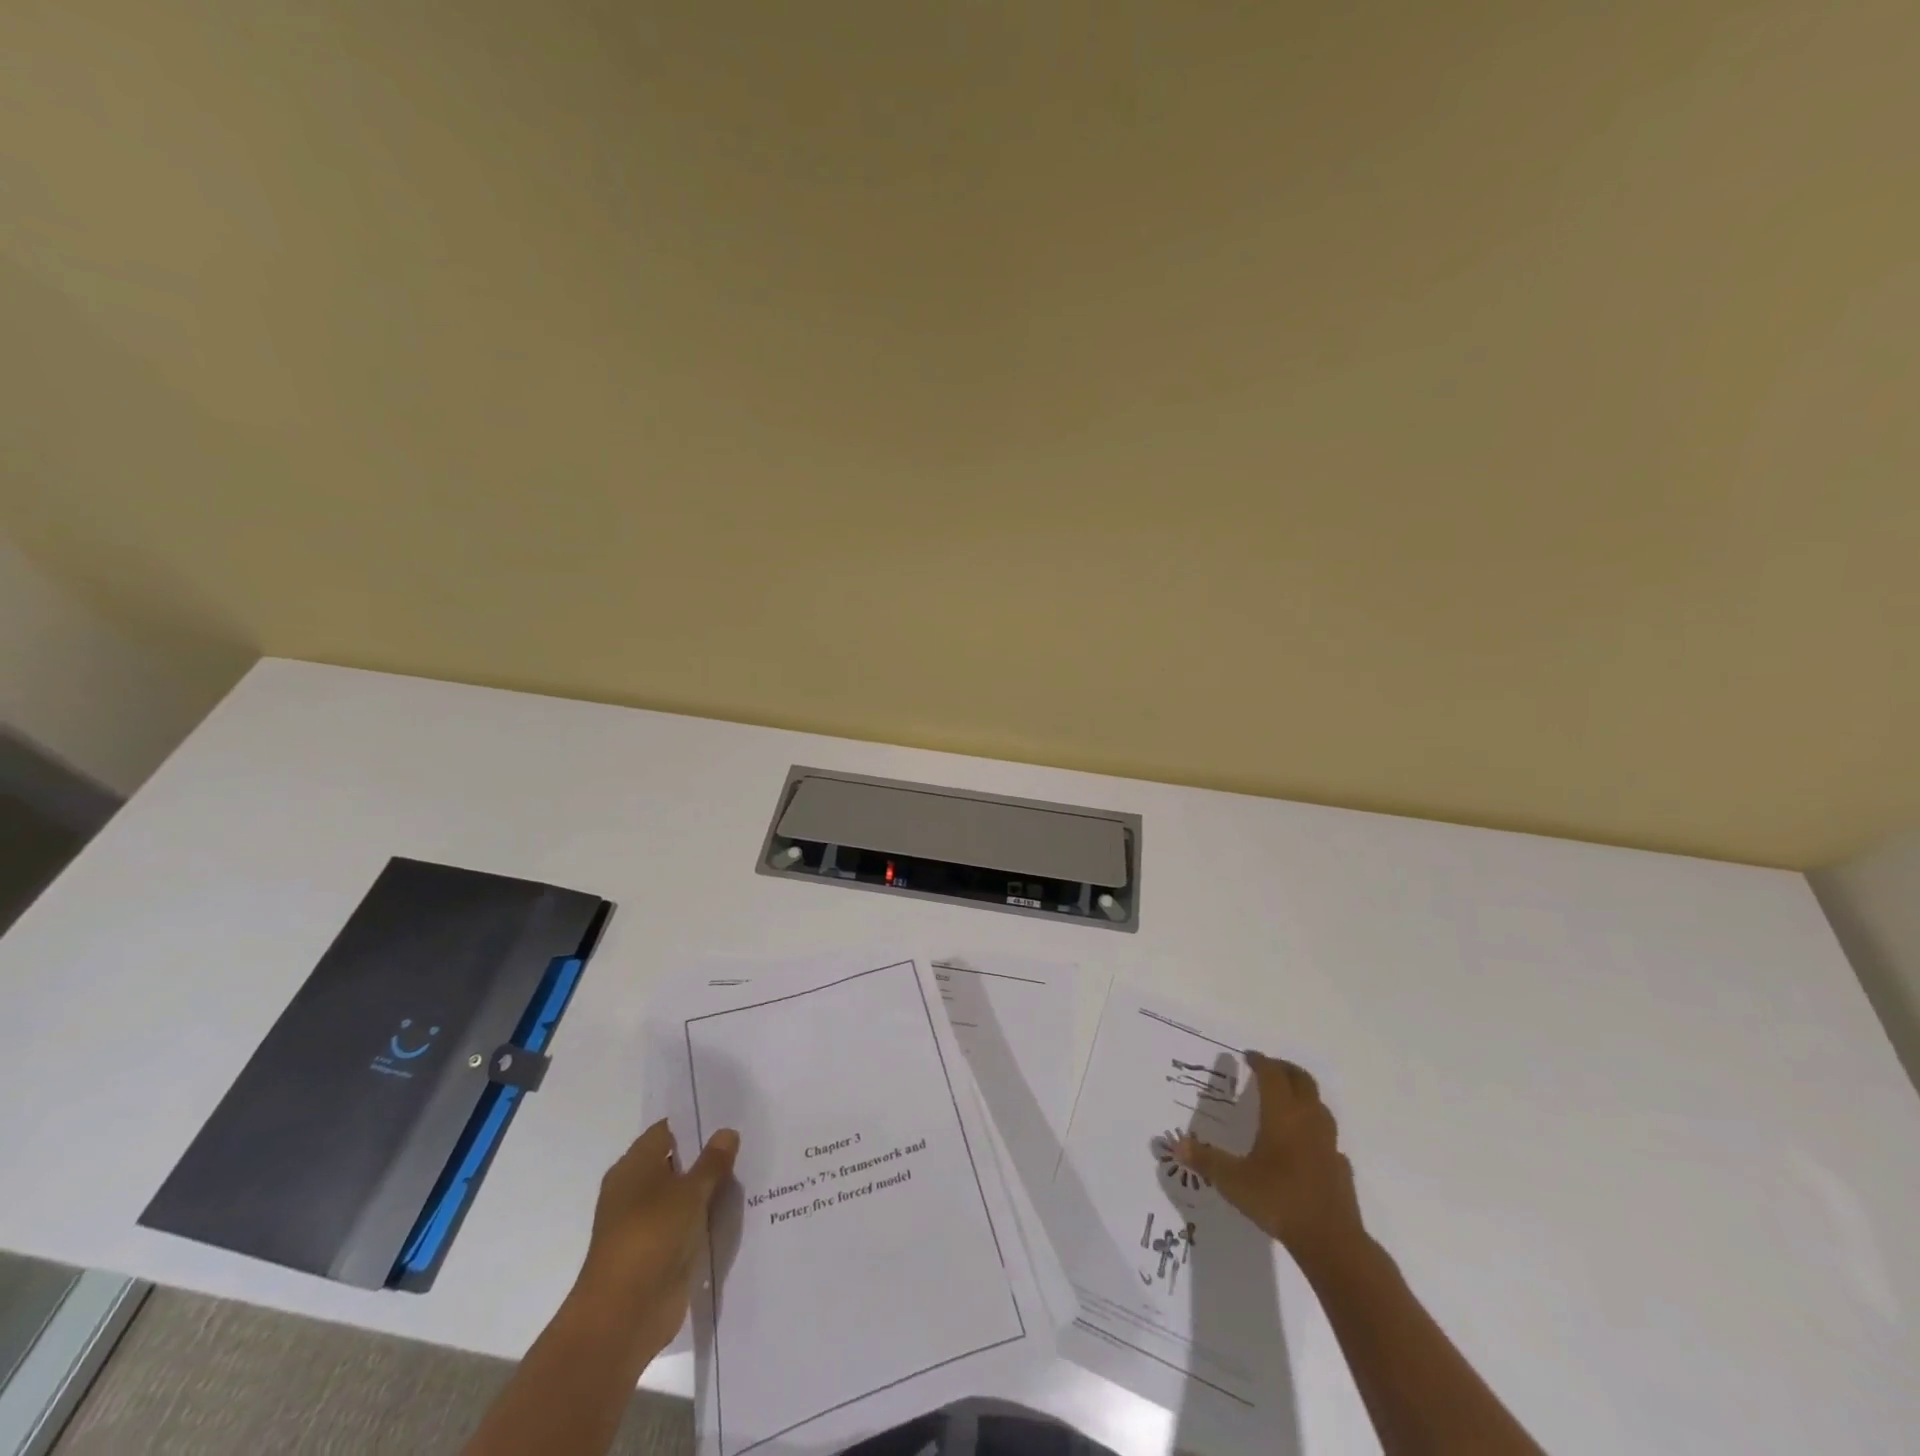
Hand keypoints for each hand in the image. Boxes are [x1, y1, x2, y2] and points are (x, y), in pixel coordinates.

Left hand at [572, 1119, 739, 1356]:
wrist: (624, 1316)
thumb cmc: (651, 1237)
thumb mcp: (690, 1192)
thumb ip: (712, 1161)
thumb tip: (727, 1132)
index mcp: (633, 1167)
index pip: (668, 1131)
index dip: (697, 1121)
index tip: (731, 1115)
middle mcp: (636, 1191)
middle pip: (678, 1162)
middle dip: (710, 1155)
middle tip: (750, 1140)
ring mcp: (648, 1224)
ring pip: (685, 1196)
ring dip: (711, 1190)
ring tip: (752, 1171)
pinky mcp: (660, 1253)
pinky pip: (689, 1225)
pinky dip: (708, 1219)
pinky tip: (740, 1211)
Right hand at [1177, 1052, 1363, 1262]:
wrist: (1331, 1241)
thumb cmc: (1278, 1199)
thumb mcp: (1233, 1181)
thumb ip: (1205, 1160)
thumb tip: (1176, 1145)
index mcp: (1281, 1115)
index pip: (1272, 1075)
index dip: (1261, 1062)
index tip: (1249, 1056)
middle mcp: (1307, 1121)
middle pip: (1302, 1081)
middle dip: (1285, 1069)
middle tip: (1269, 1068)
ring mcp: (1328, 1144)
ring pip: (1319, 1105)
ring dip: (1304, 1095)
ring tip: (1288, 1100)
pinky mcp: (1340, 1167)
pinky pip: (1328, 1138)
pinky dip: (1316, 1131)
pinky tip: (1307, 1145)